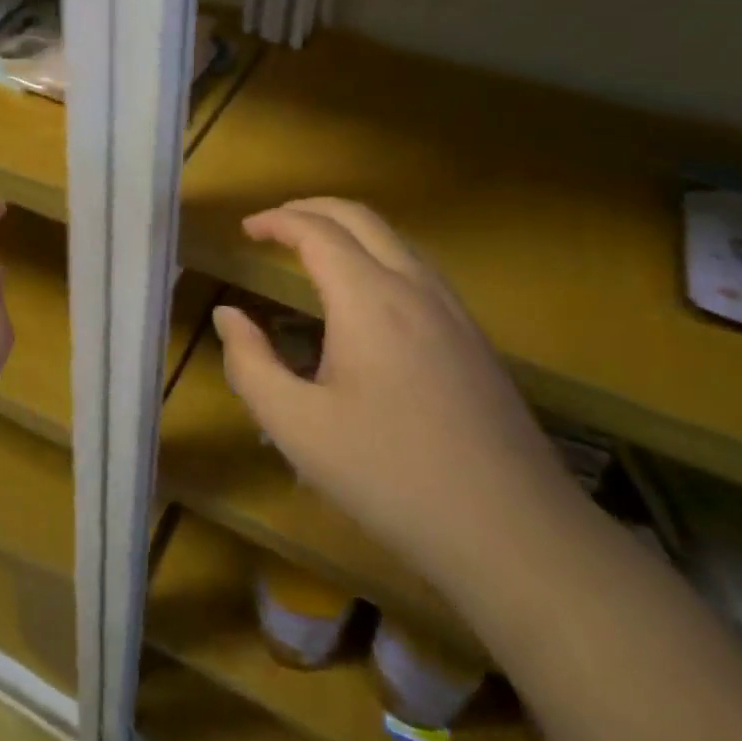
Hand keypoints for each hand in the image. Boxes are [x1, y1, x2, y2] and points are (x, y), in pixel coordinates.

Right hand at [213, 198, 580, 589]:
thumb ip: (250, 363)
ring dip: (348, 229)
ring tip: (312, 250)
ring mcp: (453, 311)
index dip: (277, 221)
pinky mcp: (474, 339)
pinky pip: (418, 270)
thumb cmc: (390, 475)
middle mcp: (414, 288)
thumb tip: (228, 315)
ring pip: (396, 240)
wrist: (514, 532)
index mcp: (369, 299)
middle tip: (273, 225)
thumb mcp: (296, 427)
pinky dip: (378, 256)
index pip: (317, 231)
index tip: (245, 229)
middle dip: (311, 208)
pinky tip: (366, 297)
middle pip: (361, 218)